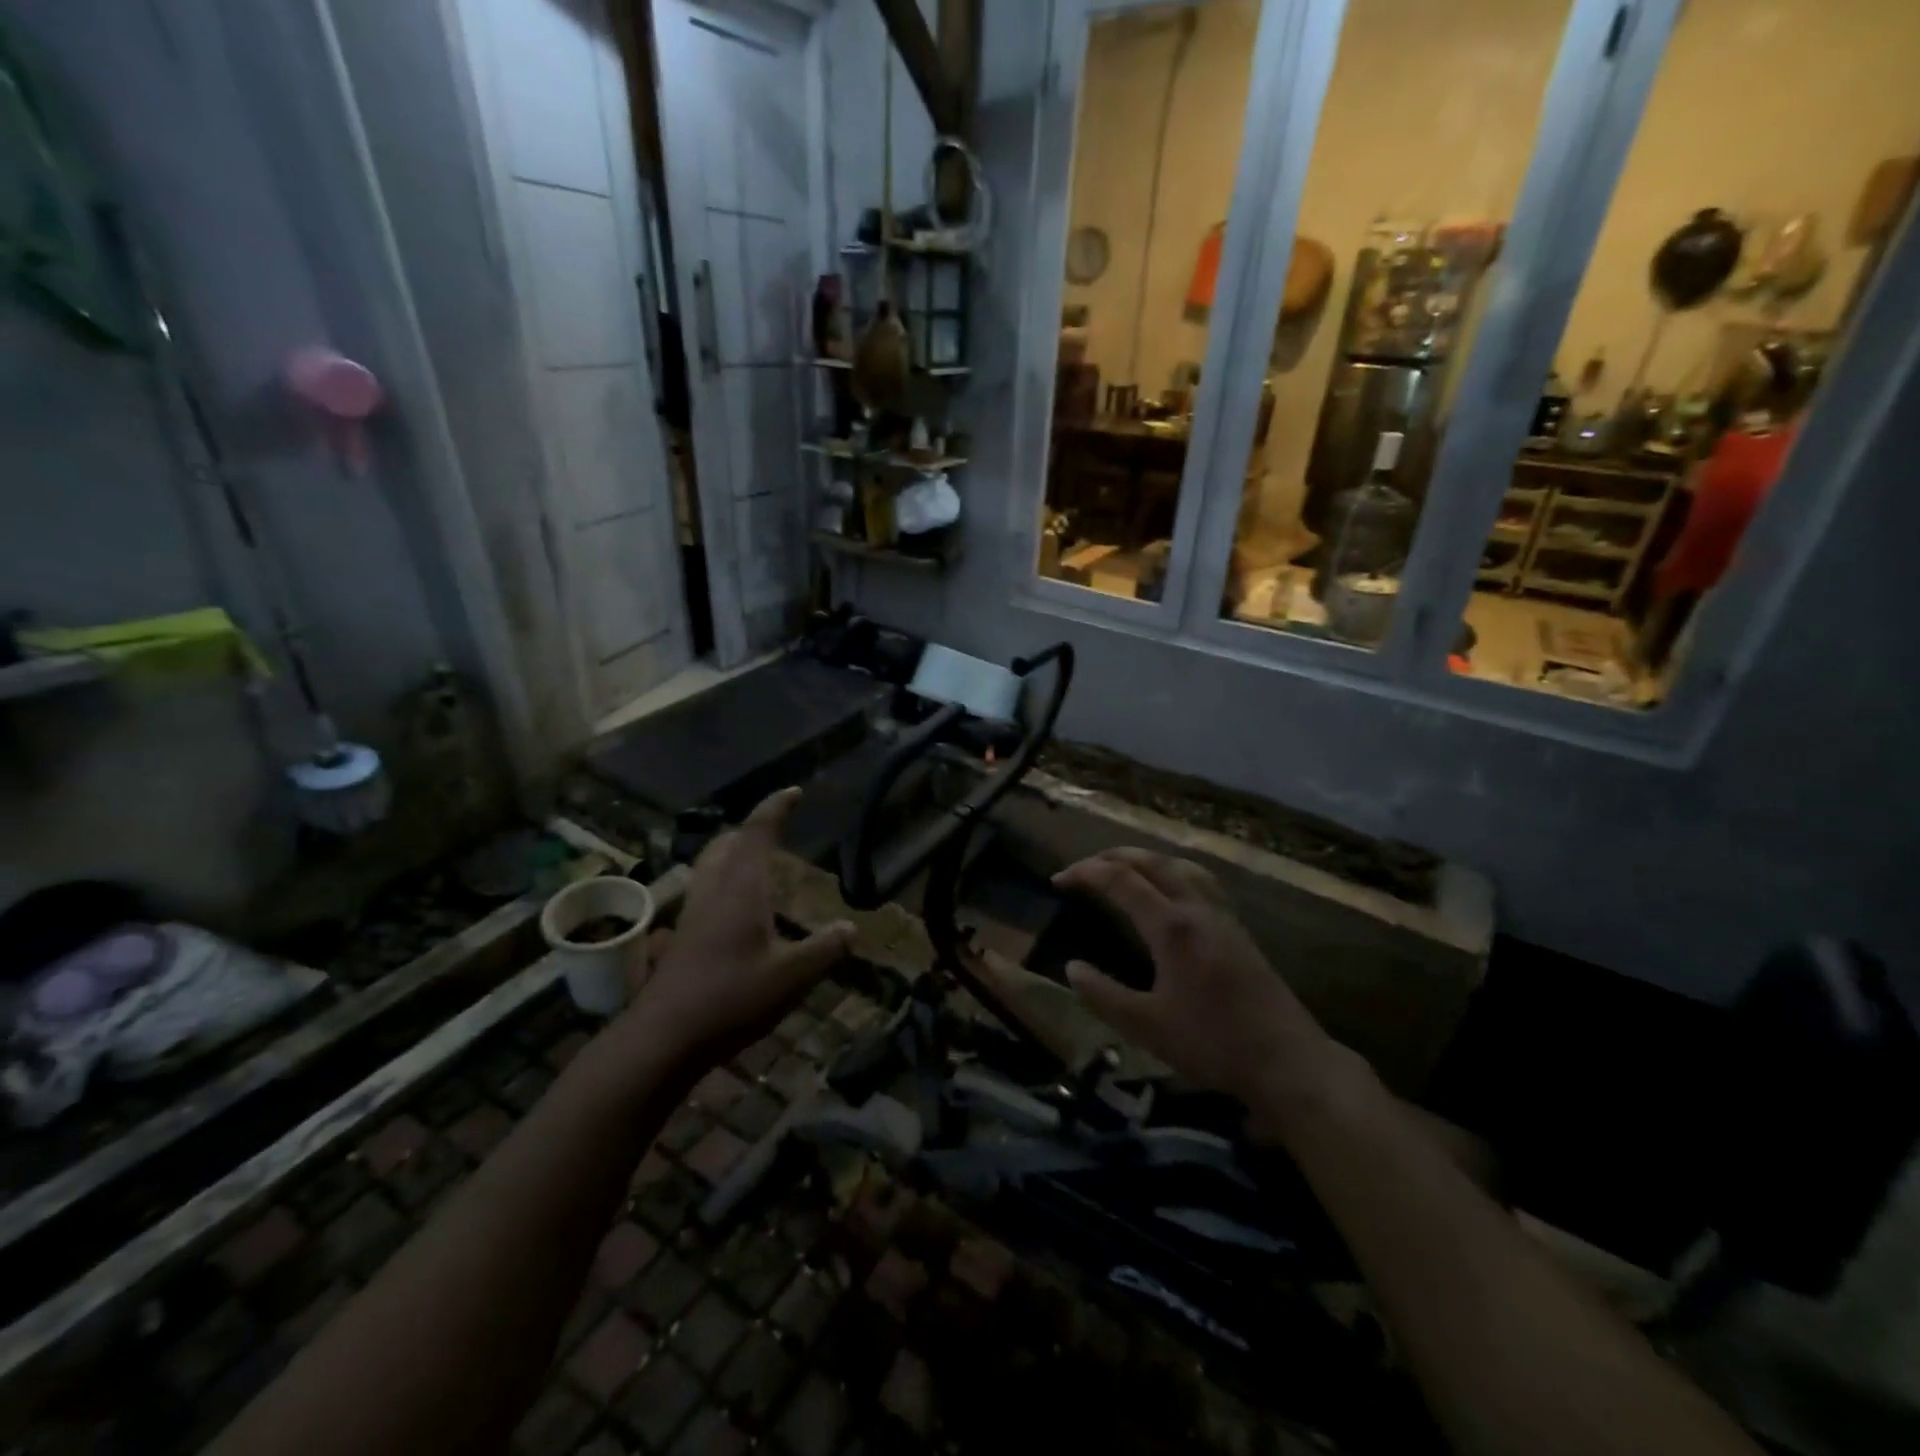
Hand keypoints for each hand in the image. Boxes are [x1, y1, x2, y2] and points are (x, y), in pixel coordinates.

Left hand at [626, 788, 852, 1071]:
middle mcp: (714, 891)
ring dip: (734, 854)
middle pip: (726, 843)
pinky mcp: (683, 937)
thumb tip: (852, 928)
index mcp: (741, 888)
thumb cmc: (731, 998)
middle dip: (751, 829)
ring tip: (758, 863)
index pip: (757, 833)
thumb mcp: (793, 976)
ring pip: (710, 866)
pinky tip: (738, 912)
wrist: (663, 1037)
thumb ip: (826, 949)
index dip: (775, 808)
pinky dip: (725, 882)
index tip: (794, 792)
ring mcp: (693, 914)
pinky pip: (706, 891)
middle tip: (775, 829)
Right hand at [1055, 848, 1344, 1131]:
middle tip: (1083, 867)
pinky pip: (1200, 881)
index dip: (1086, 873)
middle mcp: (1197, 909)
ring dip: (1146, 859)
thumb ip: (1104, 995)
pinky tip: (1171, 891)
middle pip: (1152, 862)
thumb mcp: (1146, 1026)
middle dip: (1113, 856)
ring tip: (1123, 867)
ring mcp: (1222, 916)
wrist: (1287, 1061)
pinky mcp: (1238, 930)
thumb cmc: (1213, 1043)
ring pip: (1180, 866)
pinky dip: (1172, 871)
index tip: (1058, 880)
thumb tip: (1071, 968)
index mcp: (1172, 926)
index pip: (1121, 881)